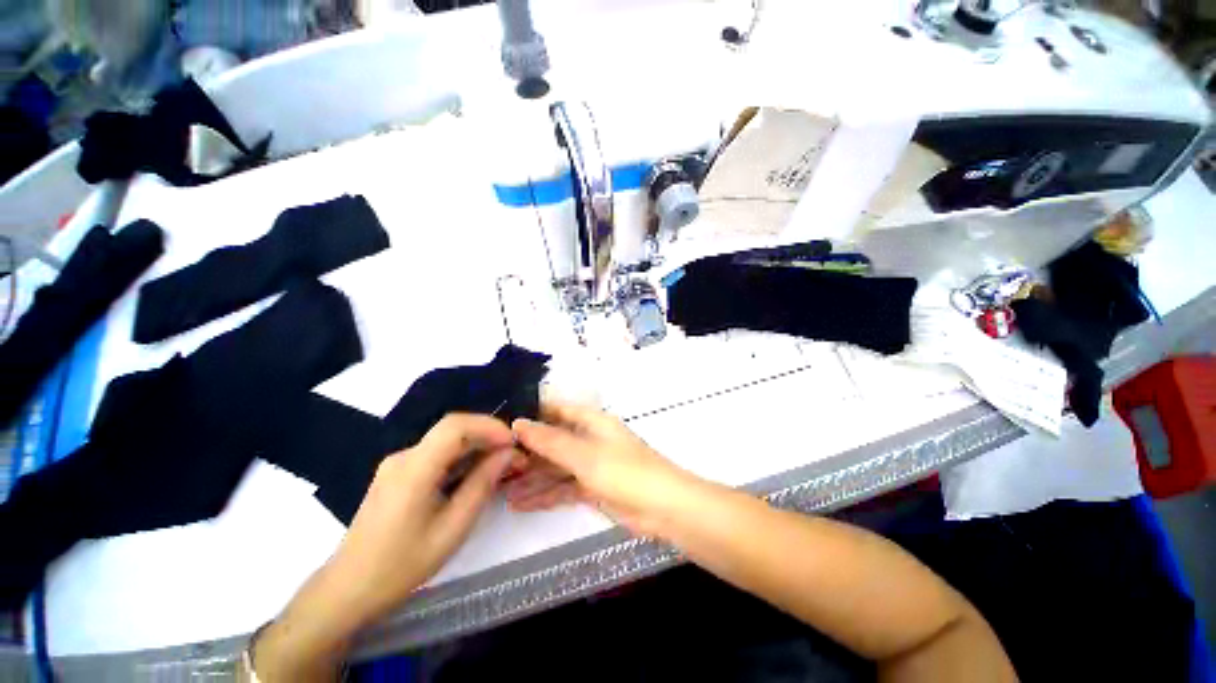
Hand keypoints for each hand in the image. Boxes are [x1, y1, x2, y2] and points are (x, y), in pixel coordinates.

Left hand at [330, 414, 518, 619]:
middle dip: (488, 436)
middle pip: (453, 429)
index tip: (512, 443)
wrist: (349, 589)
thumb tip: (507, 454)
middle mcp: (404, 457)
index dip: (489, 426)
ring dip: (477, 446)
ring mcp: (398, 464)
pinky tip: (475, 474)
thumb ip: (481, 485)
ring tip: (501, 465)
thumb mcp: (452, 529)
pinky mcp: (398, 473)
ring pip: (446, 440)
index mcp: (413, 470)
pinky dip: (461, 456)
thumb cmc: (402, 565)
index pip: (455, 426)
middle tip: (513, 456)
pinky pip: (436, 453)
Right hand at [510, 401, 702, 535]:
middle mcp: (589, 439)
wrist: (663, 508)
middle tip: (494, 463)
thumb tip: (518, 422)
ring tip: (501, 489)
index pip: (557, 410)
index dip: (532, 413)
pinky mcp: (593, 488)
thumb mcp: (584, 454)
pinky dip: (545, 494)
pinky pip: (564, 487)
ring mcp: (591, 464)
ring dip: (532, 477)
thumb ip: (550, 441)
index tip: (502, 422)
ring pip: (556, 466)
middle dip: (527, 451)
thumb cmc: (624, 471)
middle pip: (553, 441)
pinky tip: (521, 504)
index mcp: (591, 422)